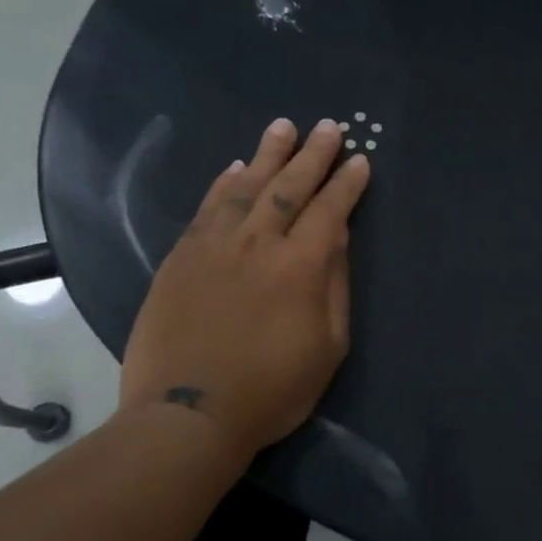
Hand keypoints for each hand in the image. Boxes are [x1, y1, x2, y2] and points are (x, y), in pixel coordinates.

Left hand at [119, 118, 371, 454]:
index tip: (359, 160)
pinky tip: (234, 168)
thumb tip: (336, 238)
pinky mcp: (181, 258)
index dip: (347, 184)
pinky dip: (223, 183)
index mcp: (300, 266)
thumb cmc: (272, 389)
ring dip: (267, 154)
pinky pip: (206, 208)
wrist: (188, 413)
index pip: (329, 210)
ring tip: (283, 127)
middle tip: (328, 127)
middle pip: (289, 187)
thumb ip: (334, 286)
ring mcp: (214, 246)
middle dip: (312, 155)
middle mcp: (258, 243)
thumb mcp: (328, 346)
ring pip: (245, 186)